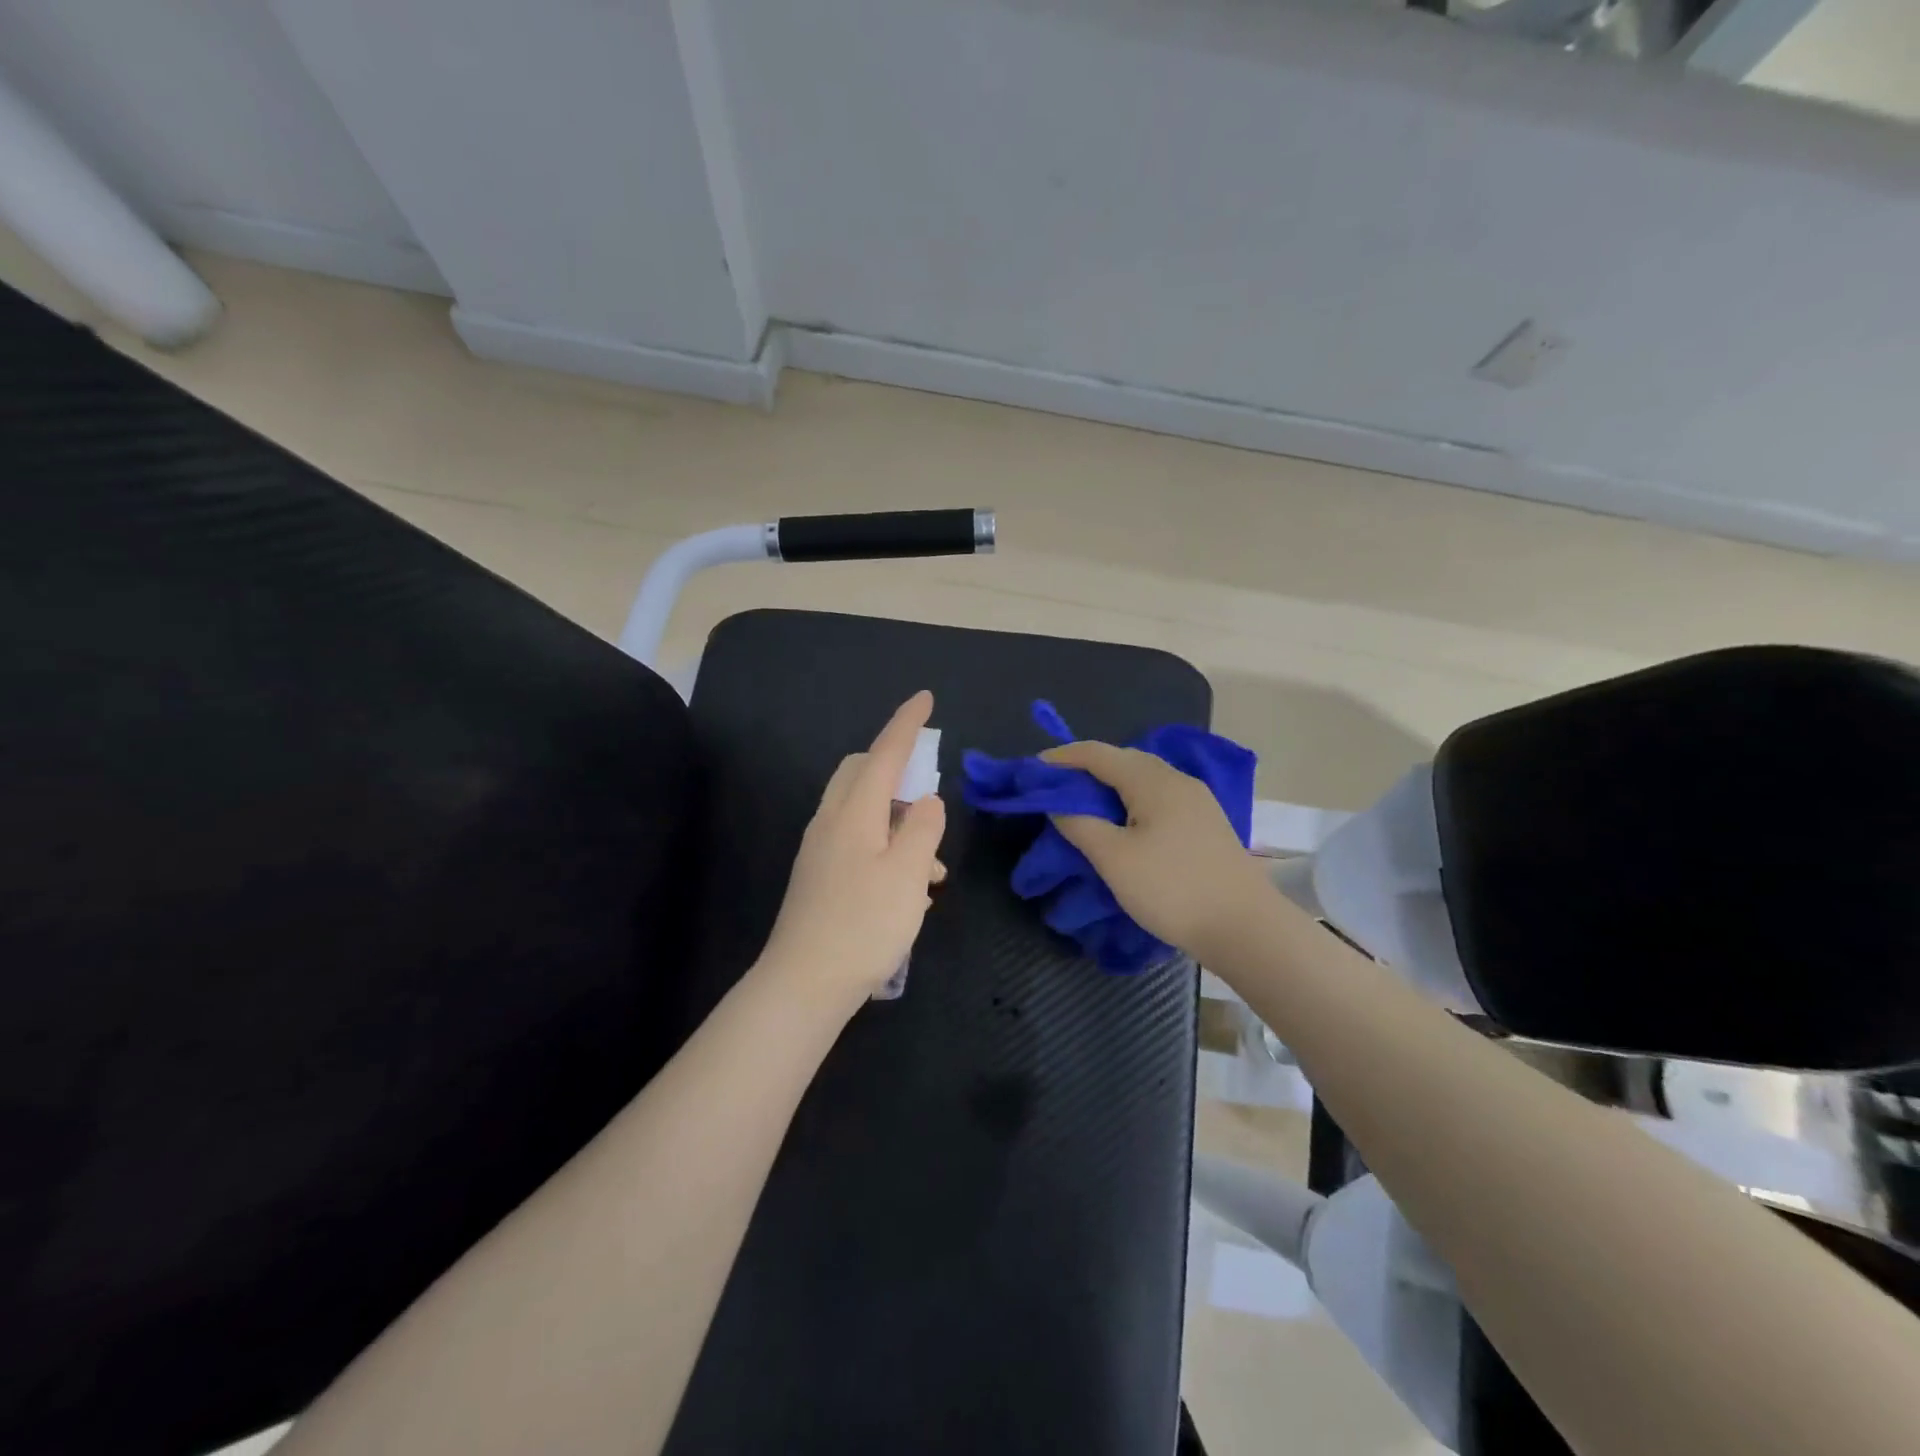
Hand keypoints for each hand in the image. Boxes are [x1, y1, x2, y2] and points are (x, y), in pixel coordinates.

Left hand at [759, 691, 947, 1008]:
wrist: (804, 984)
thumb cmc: (863, 924)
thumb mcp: (908, 874)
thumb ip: (923, 829)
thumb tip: (927, 801)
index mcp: (854, 812)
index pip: (884, 754)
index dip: (906, 725)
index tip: (925, 698)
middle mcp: (831, 822)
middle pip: (863, 774)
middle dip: (898, 772)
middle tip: (930, 800)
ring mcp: (821, 850)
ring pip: (863, 811)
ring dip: (898, 823)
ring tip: (932, 871)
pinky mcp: (819, 877)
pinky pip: (857, 840)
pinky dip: (885, 847)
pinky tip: (908, 891)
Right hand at [1043, 741, 1270, 963]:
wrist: (1246, 928)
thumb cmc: (1173, 889)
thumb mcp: (1114, 859)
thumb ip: (1080, 825)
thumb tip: (1058, 804)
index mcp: (1153, 780)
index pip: (1098, 753)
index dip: (1063, 757)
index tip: (1033, 768)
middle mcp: (1177, 780)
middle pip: (1124, 760)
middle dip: (1087, 768)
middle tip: (1056, 788)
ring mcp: (1197, 802)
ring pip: (1144, 779)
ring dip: (1110, 785)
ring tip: (1085, 805)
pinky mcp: (1207, 824)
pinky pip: (1159, 798)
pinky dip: (1131, 801)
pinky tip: (1124, 823)